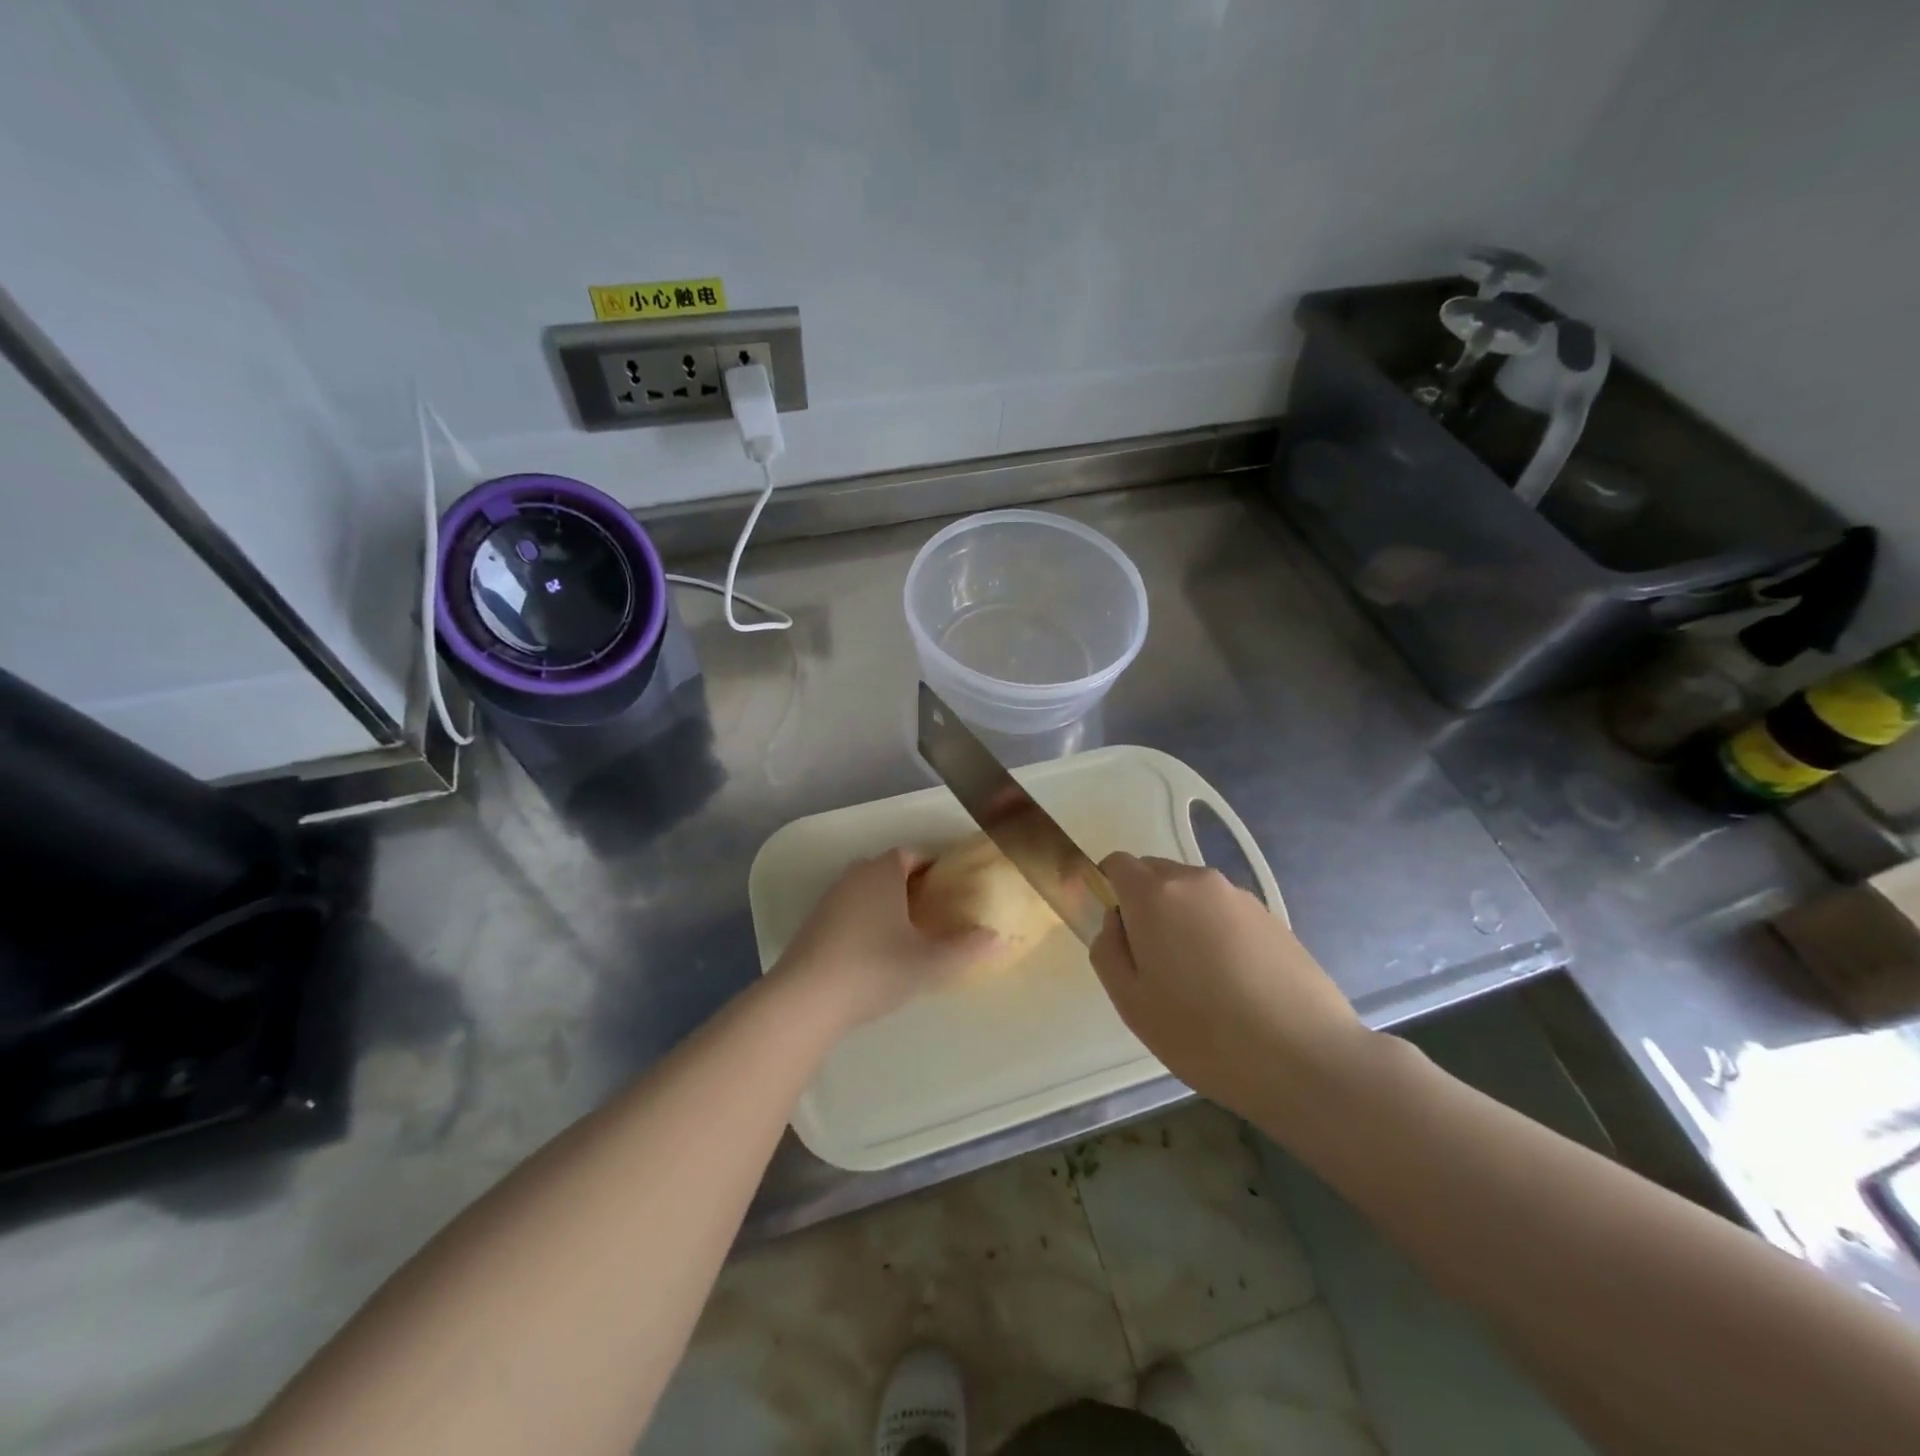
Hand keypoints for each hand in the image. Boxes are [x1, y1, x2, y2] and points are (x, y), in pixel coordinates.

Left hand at [774, 849, 998, 1030]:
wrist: (805, 999)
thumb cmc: (874, 969)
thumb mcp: (929, 963)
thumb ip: (967, 950)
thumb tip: (1000, 938)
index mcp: (883, 872)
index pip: (912, 854)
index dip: (933, 867)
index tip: (951, 887)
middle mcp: (854, 876)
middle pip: (888, 870)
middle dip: (911, 885)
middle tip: (935, 911)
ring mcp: (829, 899)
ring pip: (865, 890)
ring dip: (885, 903)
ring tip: (907, 933)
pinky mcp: (812, 924)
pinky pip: (847, 910)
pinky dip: (864, 921)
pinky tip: (874, 952)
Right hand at [1090, 853, 1366, 1111]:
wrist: (1306, 1057)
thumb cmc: (1203, 1034)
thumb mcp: (1132, 1003)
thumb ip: (1108, 950)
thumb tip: (1116, 922)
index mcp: (1155, 895)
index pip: (1118, 863)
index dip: (1109, 888)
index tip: (1116, 930)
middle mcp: (1197, 882)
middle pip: (1156, 873)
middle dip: (1144, 903)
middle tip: (1153, 961)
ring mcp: (1239, 897)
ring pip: (1192, 893)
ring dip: (1182, 918)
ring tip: (1198, 977)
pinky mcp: (1272, 917)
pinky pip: (1225, 911)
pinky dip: (1216, 931)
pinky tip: (1233, 981)